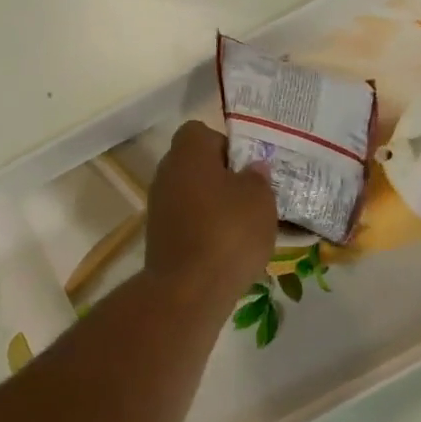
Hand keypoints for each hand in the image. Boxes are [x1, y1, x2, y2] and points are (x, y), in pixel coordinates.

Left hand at [144, 120, 277, 303]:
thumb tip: (252, 169)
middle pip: (198, 166)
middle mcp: (167, 174)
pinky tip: (229, 250)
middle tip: (253, 198)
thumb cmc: (229, 232)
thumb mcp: (261, 199)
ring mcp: (159, 208)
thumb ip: (258, 178)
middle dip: (224, 179)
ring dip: (217, 208)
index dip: (228, 146)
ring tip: (246, 228)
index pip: (204, 132)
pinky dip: (207, 232)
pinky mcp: (160, 239)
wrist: (189, 289)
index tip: (249, 168)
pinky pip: (190, 225)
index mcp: (189, 153)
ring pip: (194, 197)